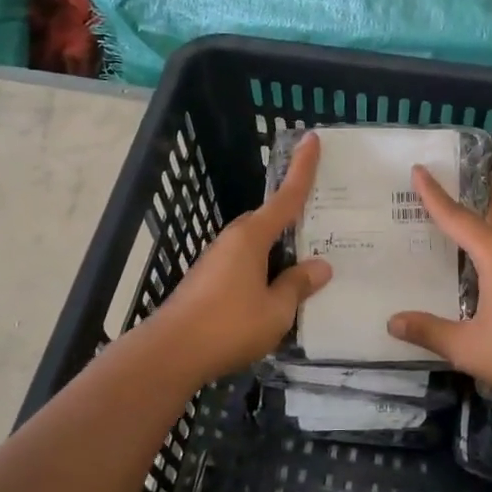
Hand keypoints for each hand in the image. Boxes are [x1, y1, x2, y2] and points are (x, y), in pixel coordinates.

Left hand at [146, 132, 332, 386]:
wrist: (170, 353)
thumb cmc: (229, 326)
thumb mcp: (276, 310)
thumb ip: (298, 285)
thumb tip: (320, 266)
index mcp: (252, 237)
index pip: (286, 197)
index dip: (302, 169)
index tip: (311, 138)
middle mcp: (232, 240)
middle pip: (269, 220)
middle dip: (292, 218)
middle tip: (322, 223)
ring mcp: (216, 260)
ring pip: (256, 245)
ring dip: (278, 249)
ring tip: (305, 264)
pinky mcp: (207, 281)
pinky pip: (245, 264)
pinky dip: (263, 268)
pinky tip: (275, 290)